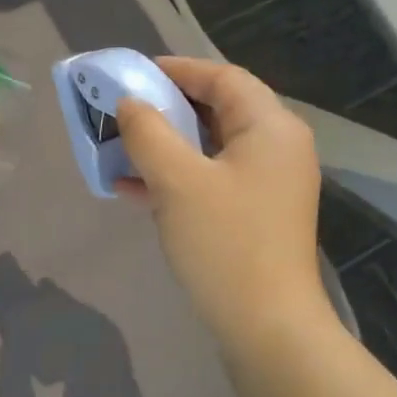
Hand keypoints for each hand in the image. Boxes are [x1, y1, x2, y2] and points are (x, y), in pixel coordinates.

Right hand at [116, 58, 327, 338]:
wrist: (266, 327)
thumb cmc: (225, 243)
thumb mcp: (177, 181)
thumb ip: (149, 132)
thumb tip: (130, 103)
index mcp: (270, 128)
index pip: (223, 78)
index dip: (177, 70)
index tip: (133, 75)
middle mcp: (277, 148)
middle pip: (218, 110)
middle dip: (166, 109)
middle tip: (122, 111)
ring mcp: (268, 184)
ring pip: (211, 148)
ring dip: (166, 146)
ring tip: (120, 149)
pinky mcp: (255, 214)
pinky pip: (212, 180)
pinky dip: (176, 178)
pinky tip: (133, 189)